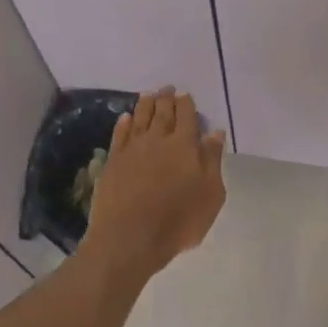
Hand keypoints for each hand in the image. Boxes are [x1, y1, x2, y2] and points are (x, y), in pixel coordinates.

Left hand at [83, 88, 227, 279]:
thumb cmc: (179, 221)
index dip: (187, 104)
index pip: (187, 117)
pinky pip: (119, 134)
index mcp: (185, 146)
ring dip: (145, 104)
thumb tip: (215, 134)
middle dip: (166, 98)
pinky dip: (124, 123)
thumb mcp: (211, 195)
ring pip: (140, 118)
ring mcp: (132, 150)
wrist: (130, 237)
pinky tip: (126, 118)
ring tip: (149, 95)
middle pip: (162, 112)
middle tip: (167, 88)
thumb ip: (212, 161)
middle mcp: (158, 140)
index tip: (185, 95)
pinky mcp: (113, 162)